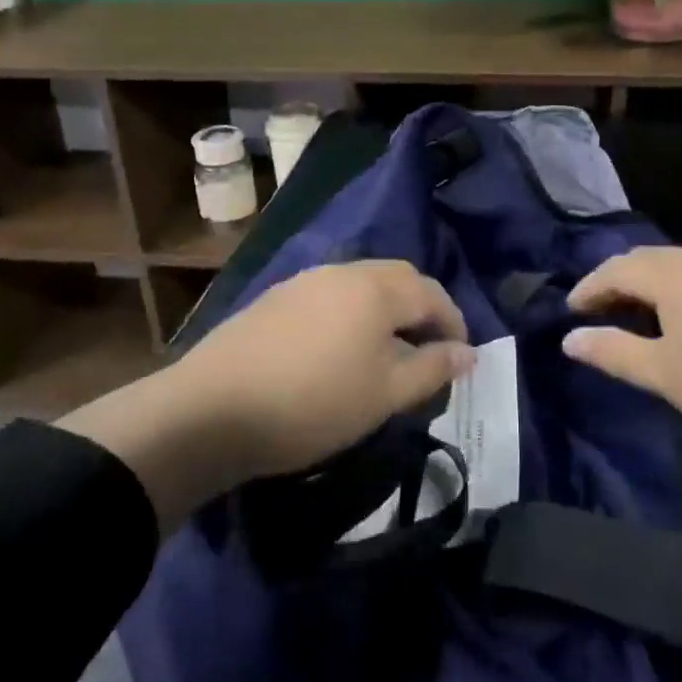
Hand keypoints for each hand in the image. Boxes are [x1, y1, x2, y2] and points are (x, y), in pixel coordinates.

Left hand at [60, 261, 472, 529]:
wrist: (212, 410)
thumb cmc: (313, 403)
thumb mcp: (384, 394)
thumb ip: (432, 369)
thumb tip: (469, 352)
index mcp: (375, 288)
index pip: (432, 292)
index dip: (453, 322)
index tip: (460, 356)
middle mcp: (343, 272)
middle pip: (398, 278)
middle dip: (421, 308)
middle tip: (428, 349)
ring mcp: (305, 281)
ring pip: (362, 285)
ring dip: (385, 310)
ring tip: (386, 350)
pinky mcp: (276, 298)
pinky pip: (331, 295)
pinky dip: (351, 314)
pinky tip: (339, 348)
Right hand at [563, 246, 681, 467]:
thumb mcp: (667, 375)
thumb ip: (613, 352)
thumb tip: (568, 339)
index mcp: (675, 273)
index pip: (616, 268)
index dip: (588, 288)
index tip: (569, 313)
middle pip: (646, 261)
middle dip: (615, 283)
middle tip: (595, 315)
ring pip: (676, 268)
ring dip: (647, 288)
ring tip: (633, 320)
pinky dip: (677, 294)